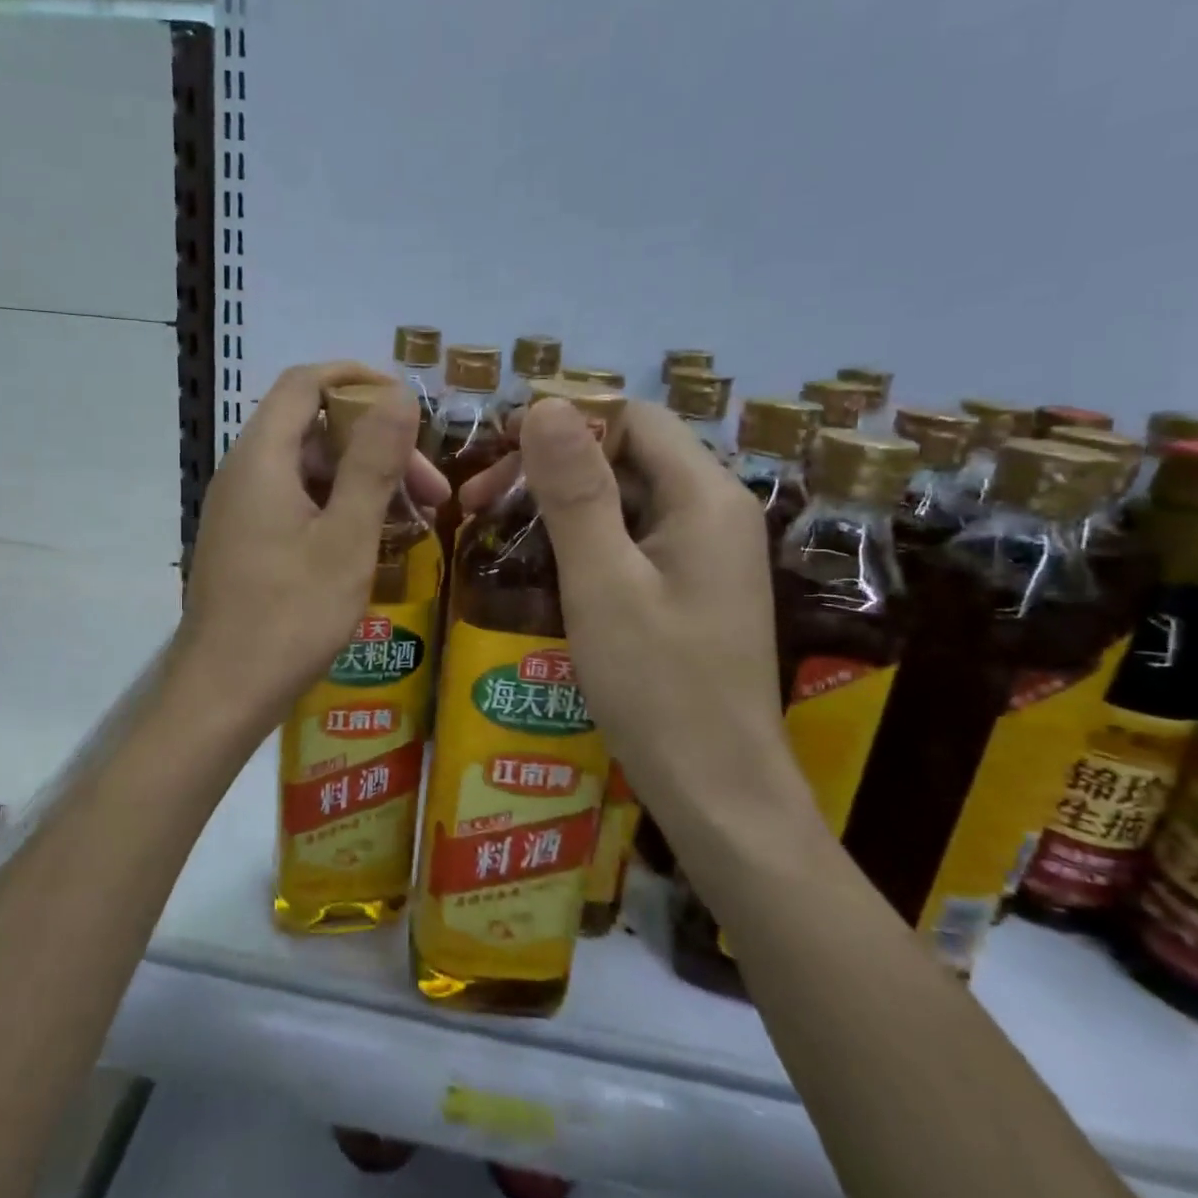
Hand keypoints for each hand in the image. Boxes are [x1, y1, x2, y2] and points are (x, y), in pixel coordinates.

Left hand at [173, 362, 448, 736]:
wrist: (223, 693)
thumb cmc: (290, 616)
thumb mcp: (346, 538)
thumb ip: (373, 462)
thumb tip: (399, 394)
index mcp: (262, 458)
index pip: (305, 382)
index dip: (357, 379)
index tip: (409, 404)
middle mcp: (245, 472)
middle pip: (313, 428)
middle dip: (376, 445)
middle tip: (431, 489)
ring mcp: (241, 508)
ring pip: (309, 469)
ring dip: (363, 481)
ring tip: (416, 519)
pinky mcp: (246, 540)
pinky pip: (296, 501)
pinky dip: (338, 507)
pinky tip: (374, 541)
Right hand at [463, 399, 813, 843]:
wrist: (718, 792)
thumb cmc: (658, 687)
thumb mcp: (602, 583)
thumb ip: (575, 491)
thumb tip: (547, 405)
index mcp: (704, 497)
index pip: (633, 418)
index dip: (564, 420)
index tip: (495, 448)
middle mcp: (714, 512)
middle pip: (628, 455)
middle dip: (550, 465)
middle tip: (478, 499)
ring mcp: (705, 553)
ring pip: (625, 499)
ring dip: (559, 503)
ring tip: (494, 526)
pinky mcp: (691, 588)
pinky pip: (632, 539)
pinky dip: (583, 539)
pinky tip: (539, 562)